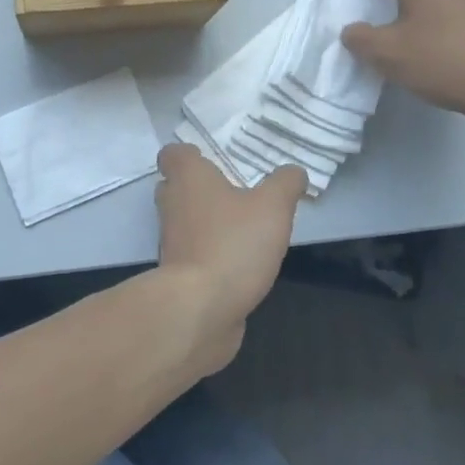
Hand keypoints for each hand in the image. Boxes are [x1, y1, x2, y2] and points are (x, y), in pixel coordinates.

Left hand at [154, 143, 305, 371]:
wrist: (199, 309)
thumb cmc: (233, 244)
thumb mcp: (273, 206)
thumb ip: (285, 184)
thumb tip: (293, 172)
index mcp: (187, 178)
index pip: (172, 154)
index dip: (189, 155)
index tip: (211, 160)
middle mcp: (172, 205)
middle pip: (175, 187)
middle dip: (200, 188)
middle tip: (233, 191)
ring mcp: (171, 242)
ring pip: (184, 222)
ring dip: (207, 223)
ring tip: (243, 228)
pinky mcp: (177, 275)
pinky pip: (193, 255)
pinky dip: (210, 255)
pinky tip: (239, 263)